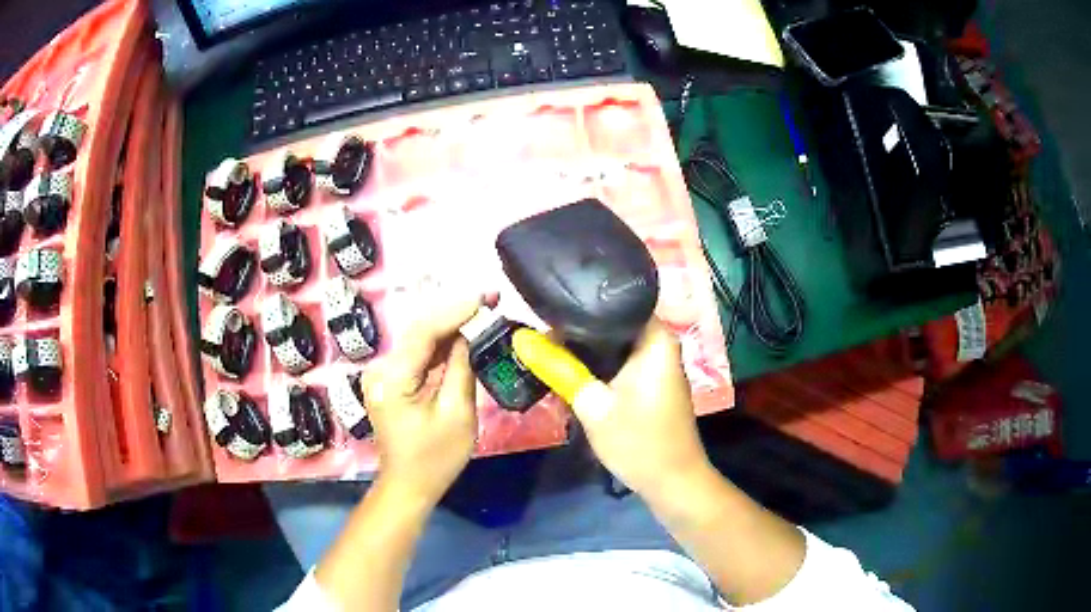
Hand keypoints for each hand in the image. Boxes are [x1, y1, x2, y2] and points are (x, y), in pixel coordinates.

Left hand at [360, 294, 481, 504]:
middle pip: (419, 331)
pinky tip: (462, 335)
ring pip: (418, 340)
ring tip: (482, 312)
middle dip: (455, 314)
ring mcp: (382, 374)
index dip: (456, 310)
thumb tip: (468, 335)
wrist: (408, 485)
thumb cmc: (435, 458)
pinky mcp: (389, 380)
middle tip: (489, 300)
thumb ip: (461, 369)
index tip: (486, 297)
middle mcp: (380, 369)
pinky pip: (417, 354)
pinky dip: (440, 345)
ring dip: (449, 327)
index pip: (424, 331)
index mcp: (393, 378)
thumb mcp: (457, 415)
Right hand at [513, 319, 712, 498]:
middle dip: (577, 328)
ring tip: (548, 346)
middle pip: (613, 321)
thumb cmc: (638, 442)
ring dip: (585, 348)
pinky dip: (598, 365)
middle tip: (538, 331)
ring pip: (614, 343)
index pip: (615, 299)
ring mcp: (657, 363)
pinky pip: (620, 361)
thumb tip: (523, 339)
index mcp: (655, 338)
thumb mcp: (592, 406)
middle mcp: (660, 342)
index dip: (579, 302)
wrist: (672, 483)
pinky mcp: (651, 381)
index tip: (546, 307)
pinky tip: (571, 370)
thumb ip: (558, 369)